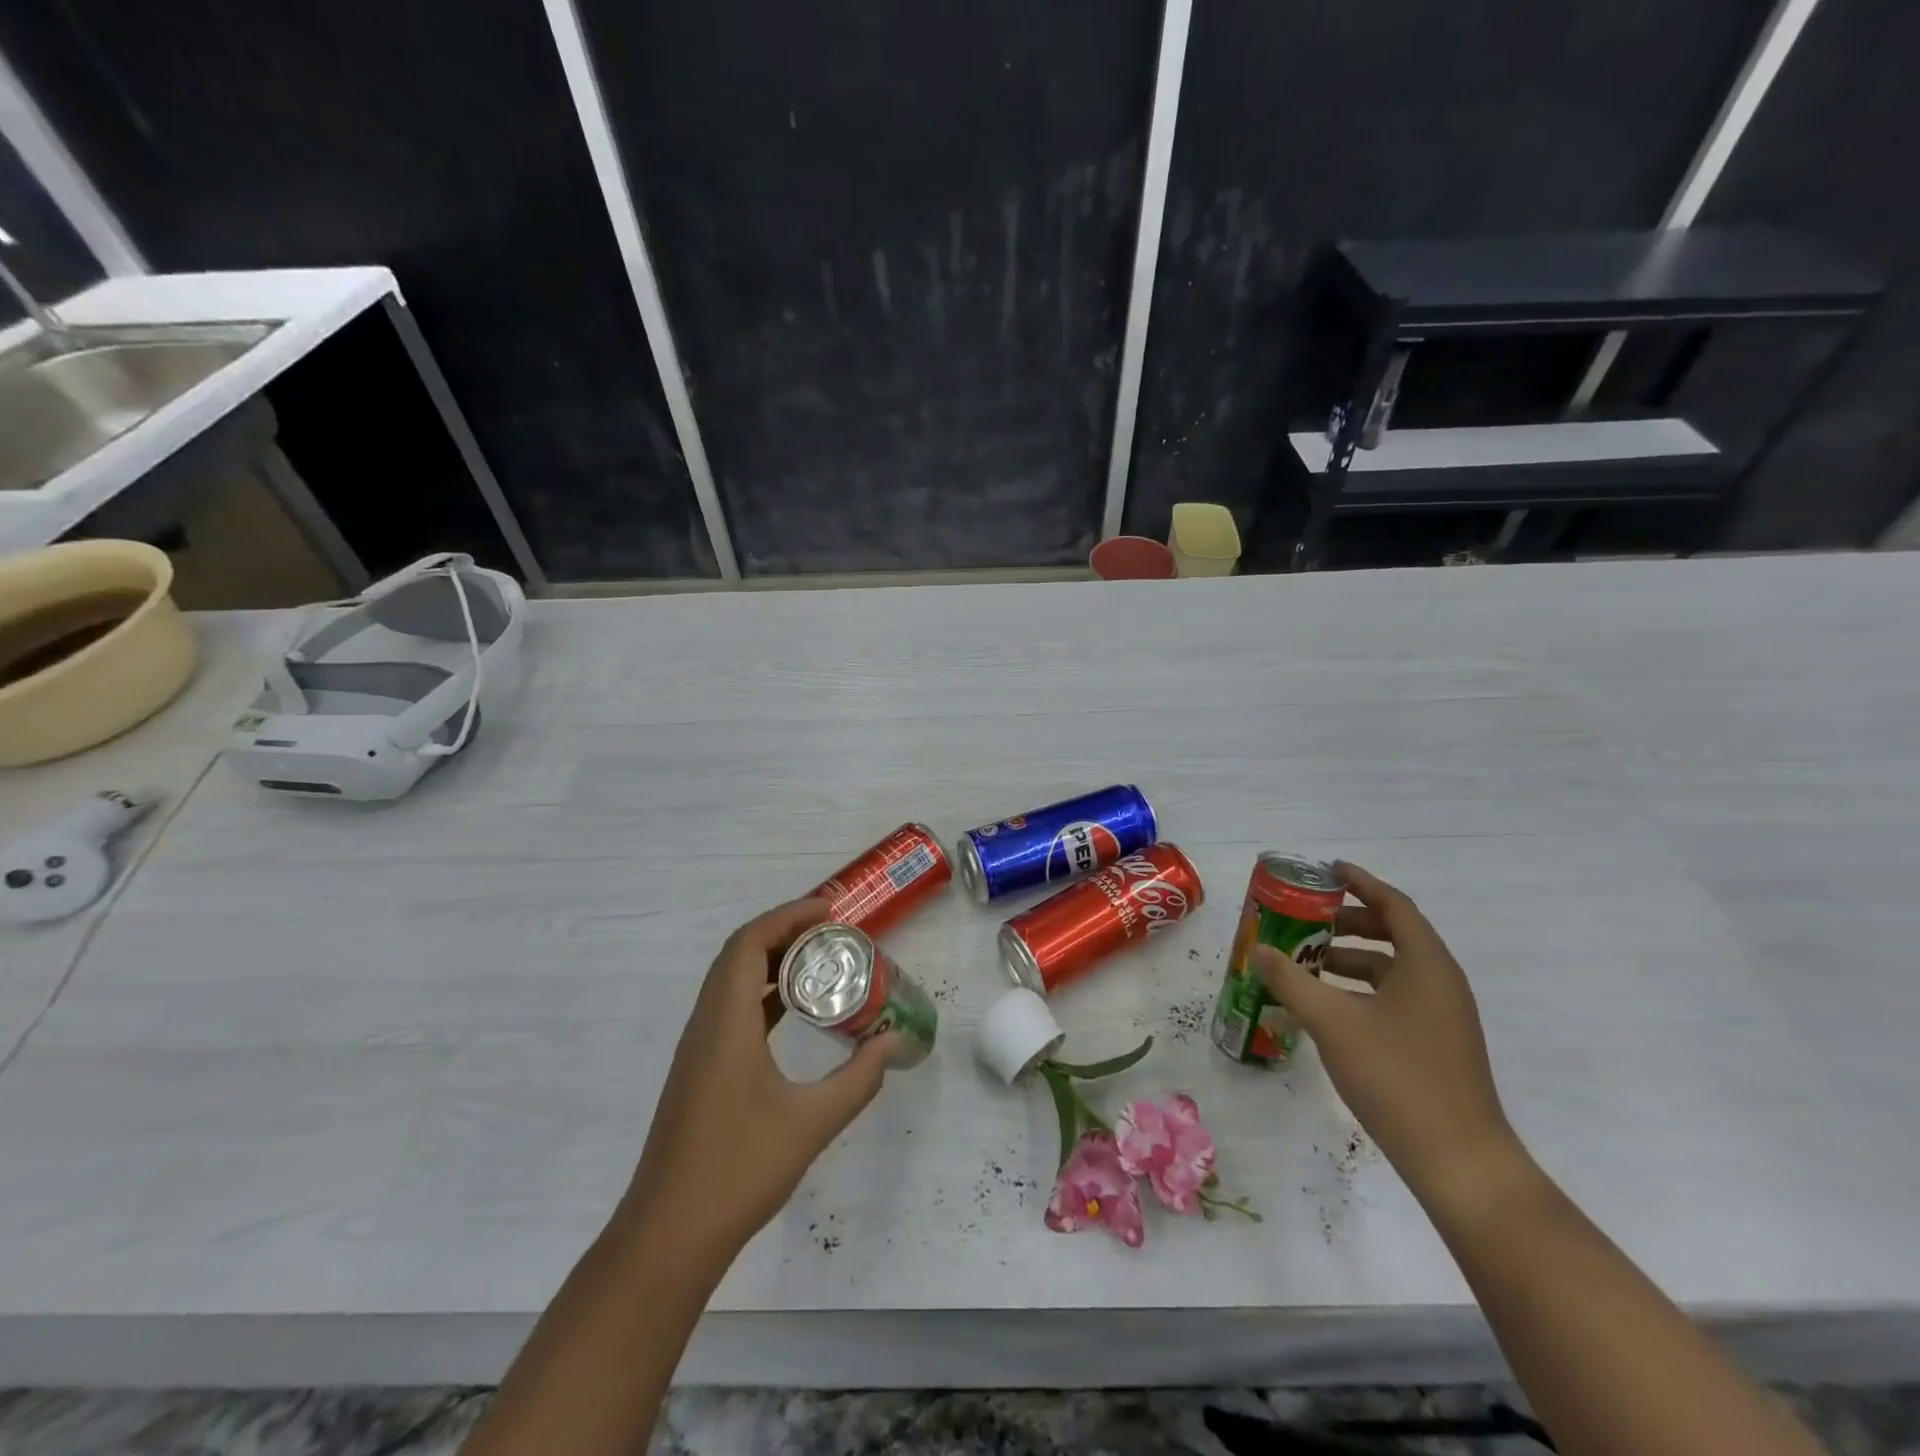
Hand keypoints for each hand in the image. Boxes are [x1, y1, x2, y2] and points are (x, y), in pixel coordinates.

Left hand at [620, 899, 894, 1271]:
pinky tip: (793, 1012)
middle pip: (739, 954)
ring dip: (771, 961)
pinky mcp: (699, 1072)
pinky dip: (762, 994)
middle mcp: (706, 1025)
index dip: (788, 915)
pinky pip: (731, 1009)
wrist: (667, 1237)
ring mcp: (698, 1049)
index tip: (830, 910)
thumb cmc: (737, 1171)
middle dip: (784, 931)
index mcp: (726, 1023)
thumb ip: (858, 1079)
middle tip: (832, 931)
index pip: (750, 943)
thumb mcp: (811, 1123)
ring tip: (819, 961)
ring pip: (731, 981)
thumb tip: (894, 1043)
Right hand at [1251, 862, 1520, 1202]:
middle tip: (1306, 918)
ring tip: (1306, 961)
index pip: (1394, 905)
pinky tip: (1327, 1005)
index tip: (1326, 870)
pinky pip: (1394, 996)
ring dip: (1350, 957)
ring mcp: (1442, 1016)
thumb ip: (1290, 981)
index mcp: (1426, 965)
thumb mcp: (1332, 1022)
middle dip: (1348, 921)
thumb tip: (1259, 950)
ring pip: (1392, 968)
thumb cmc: (1397, 1077)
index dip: (1360, 882)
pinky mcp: (1436, 1043)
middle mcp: (1440, 982)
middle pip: (1394, 933)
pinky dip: (1360, 988)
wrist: (1458, 1161)